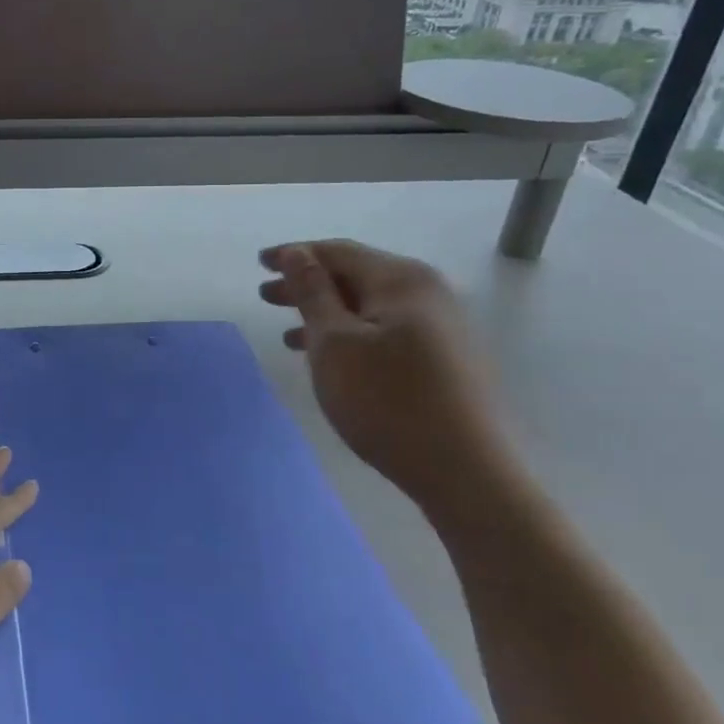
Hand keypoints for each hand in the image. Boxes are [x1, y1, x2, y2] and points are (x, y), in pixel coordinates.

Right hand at [259, 239, 515, 502]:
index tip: (260, 264)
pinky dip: (350, 336)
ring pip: (368, 308)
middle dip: (307, 285)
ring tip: (286, 334)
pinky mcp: (443, 360)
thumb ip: (312, 293)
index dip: (295, 254)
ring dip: (325, 315)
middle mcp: (426, 293)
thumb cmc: (387, 400)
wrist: (464, 471)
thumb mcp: (334, 343)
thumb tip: (298, 253)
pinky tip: (329, 359)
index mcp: (401, 280)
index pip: (338, 252)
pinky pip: (384, 332)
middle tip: (265, 297)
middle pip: (355, 277)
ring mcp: (439, 328)